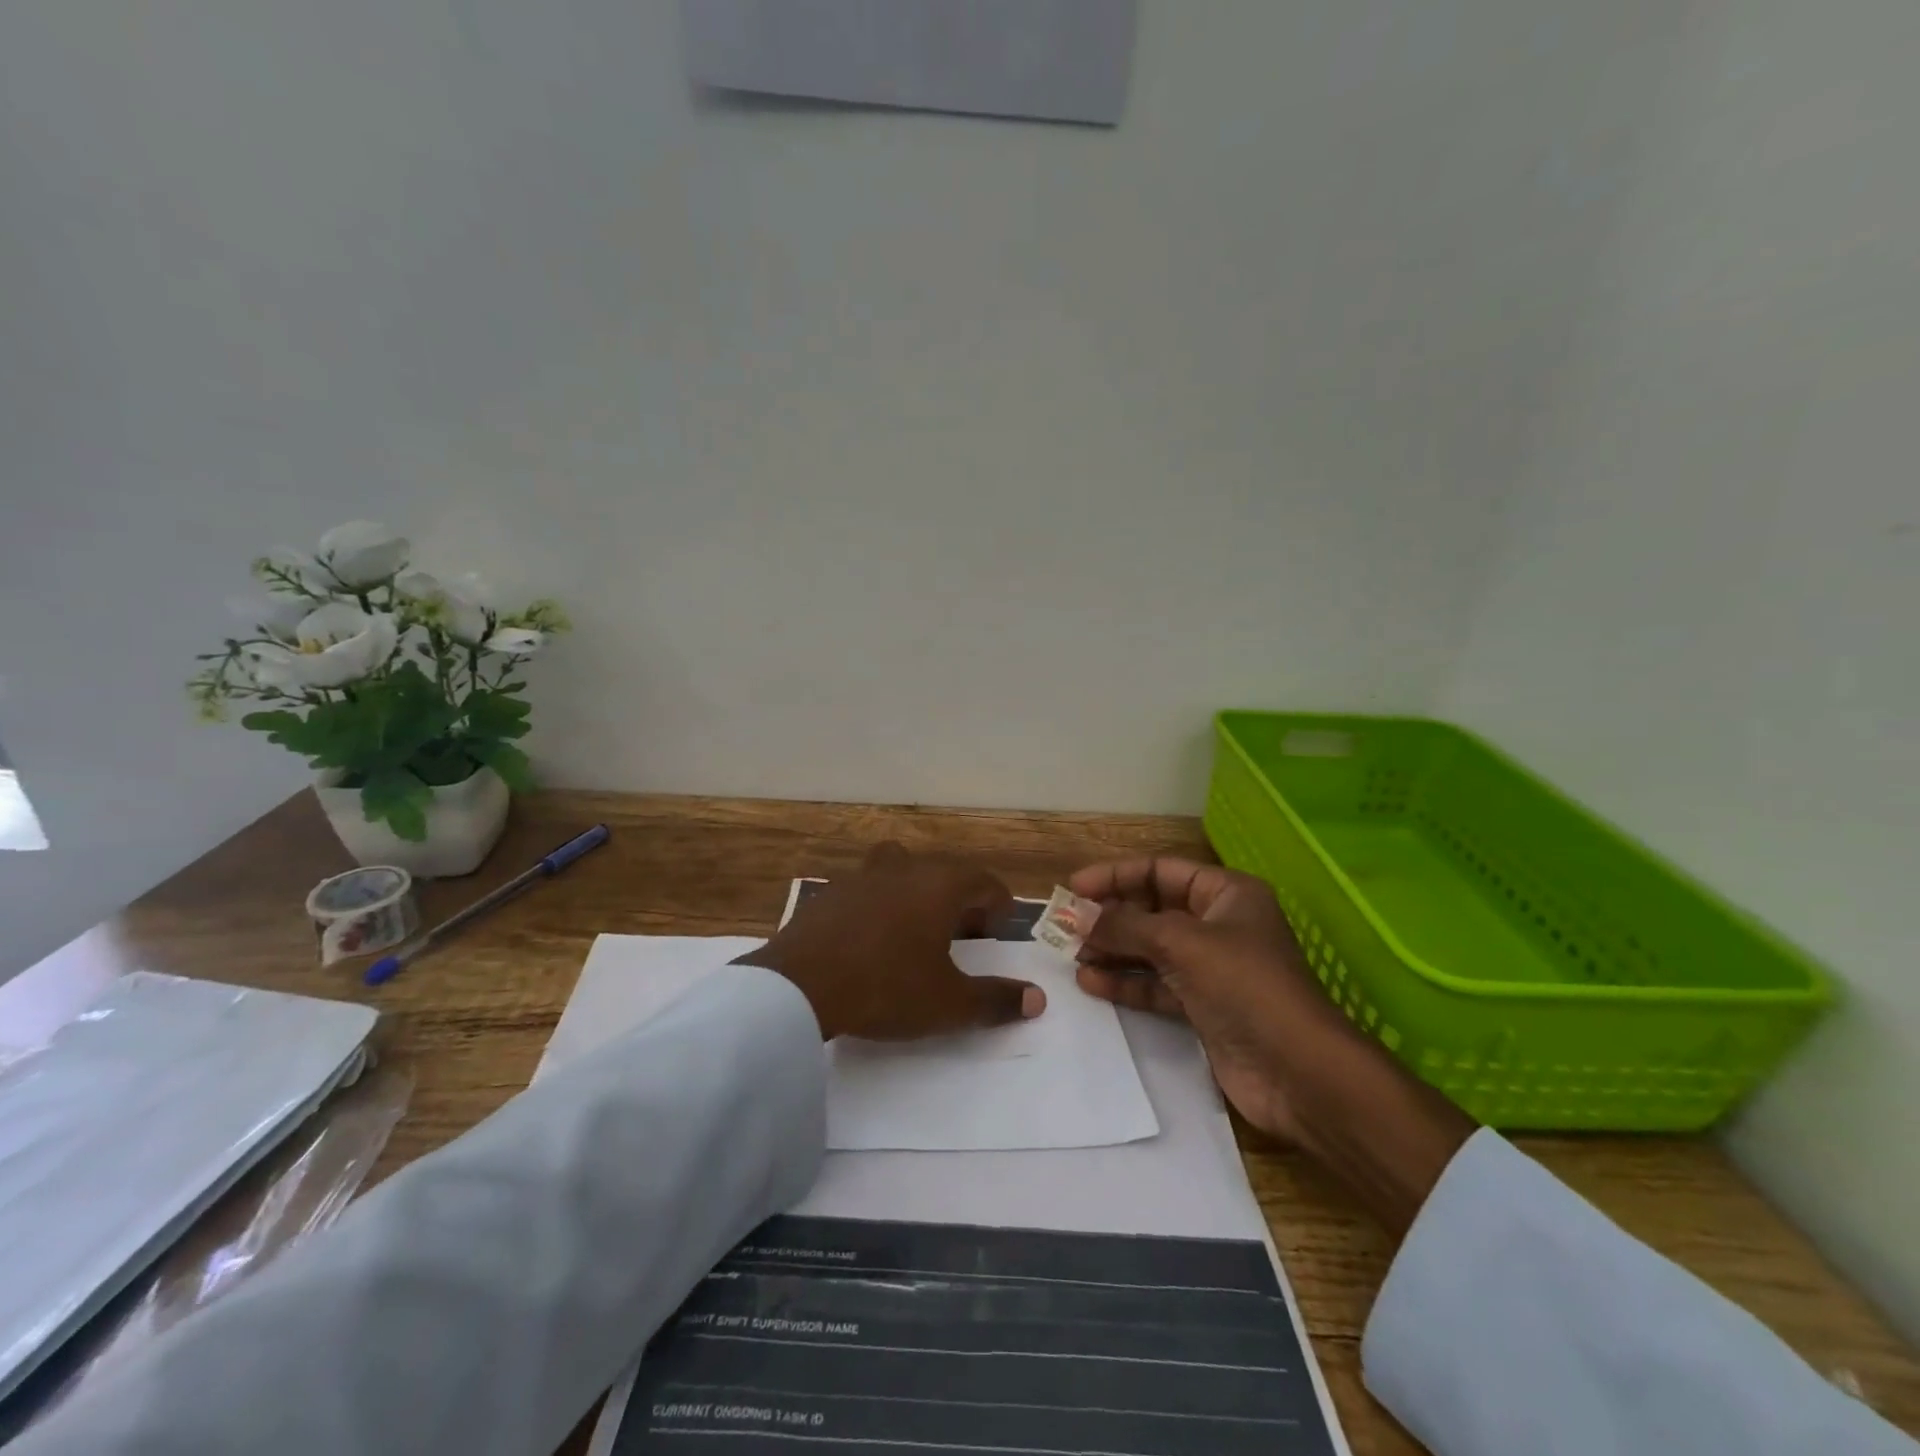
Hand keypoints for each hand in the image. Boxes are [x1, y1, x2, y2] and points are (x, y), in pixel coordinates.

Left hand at [740, 842, 1046, 1041]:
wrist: (799, 985)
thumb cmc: (886, 987)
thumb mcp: (948, 1003)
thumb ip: (995, 1000)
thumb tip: (1036, 999)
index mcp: (940, 884)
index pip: (985, 882)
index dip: (998, 908)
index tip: (997, 935)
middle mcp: (905, 868)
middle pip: (944, 874)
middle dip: (959, 902)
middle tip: (961, 938)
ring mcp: (862, 876)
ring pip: (902, 874)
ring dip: (916, 898)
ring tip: (915, 935)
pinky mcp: (830, 893)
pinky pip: (868, 891)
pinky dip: (880, 908)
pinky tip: (872, 943)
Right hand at [1070, 858, 1474, 1235]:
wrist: (1299, 1073)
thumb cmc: (1245, 987)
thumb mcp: (1182, 943)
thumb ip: (1125, 926)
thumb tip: (1076, 914)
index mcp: (1226, 894)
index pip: (1160, 871)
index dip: (1115, 876)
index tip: (1073, 888)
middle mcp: (1217, 925)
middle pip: (1152, 910)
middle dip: (1110, 917)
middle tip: (1064, 927)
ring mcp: (1211, 968)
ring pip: (1150, 949)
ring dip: (1112, 950)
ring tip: (1072, 957)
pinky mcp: (1203, 1007)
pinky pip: (1156, 985)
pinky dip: (1126, 983)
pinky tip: (1092, 983)